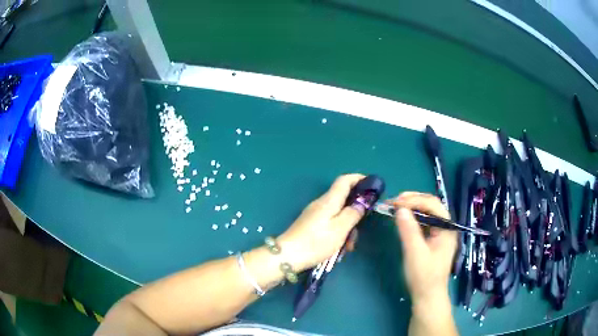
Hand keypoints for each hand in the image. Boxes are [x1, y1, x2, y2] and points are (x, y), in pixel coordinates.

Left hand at [277, 174, 365, 271]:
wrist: (287, 256)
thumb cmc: (316, 242)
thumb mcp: (340, 229)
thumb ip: (353, 213)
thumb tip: (363, 201)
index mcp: (329, 201)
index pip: (344, 180)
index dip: (359, 179)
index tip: (372, 187)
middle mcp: (321, 204)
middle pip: (344, 199)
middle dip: (356, 213)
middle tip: (360, 230)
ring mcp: (315, 214)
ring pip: (338, 214)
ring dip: (347, 228)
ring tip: (348, 247)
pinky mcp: (311, 225)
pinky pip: (331, 223)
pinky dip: (338, 232)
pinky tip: (339, 248)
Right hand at [392, 192, 456, 306]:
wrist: (428, 296)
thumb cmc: (424, 277)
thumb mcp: (415, 253)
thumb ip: (409, 230)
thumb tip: (400, 209)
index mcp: (447, 228)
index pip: (432, 204)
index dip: (414, 200)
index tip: (395, 202)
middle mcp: (446, 226)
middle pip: (431, 205)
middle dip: (412, 200)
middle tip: (393, 201)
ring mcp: (440, 232)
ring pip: (427, 212)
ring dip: (412, 207)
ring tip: (395, 206)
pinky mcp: (433, 239)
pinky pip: (424, 221)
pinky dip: (412, 217)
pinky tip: (403, 218)